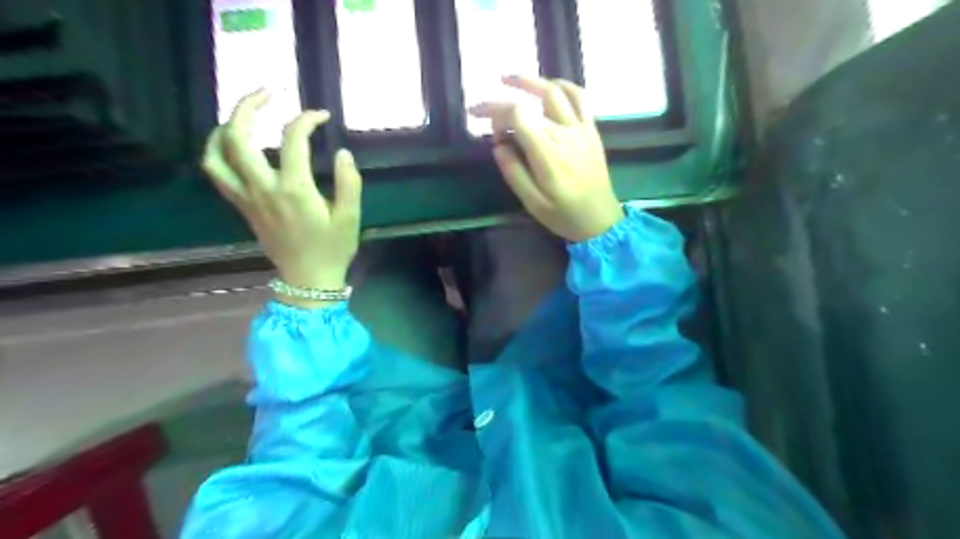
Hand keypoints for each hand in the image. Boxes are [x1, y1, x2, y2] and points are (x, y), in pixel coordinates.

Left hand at [203, 89, 363, 306]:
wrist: (308, 280)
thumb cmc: (332, 249)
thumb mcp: (350, 218)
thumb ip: (349, 183)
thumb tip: (342, 152)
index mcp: (294, 189)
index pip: (293, 139)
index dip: (307, 119)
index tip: (322, 115)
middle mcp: (263, 188)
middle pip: (238, 136)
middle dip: (248, 106)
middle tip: (268, 93)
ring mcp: (247, 197)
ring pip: (216, 153)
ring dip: (225, 126)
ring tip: (244, 115)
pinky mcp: (242, 206)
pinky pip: (216, 172)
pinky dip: (218, 151)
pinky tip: (233, 145)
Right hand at [473, 76, 621, 240]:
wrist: (600, 220)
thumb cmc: (564, 215)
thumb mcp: (532, 202)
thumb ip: (513, 172)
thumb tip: (498, 145)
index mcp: (548, 154)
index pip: (518, 115)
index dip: (494, 110)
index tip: (478, 117)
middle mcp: (565, 134)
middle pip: (531, 104)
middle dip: (503, 104)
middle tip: (483, 110)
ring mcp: (581, 129)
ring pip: (556, 92)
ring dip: (531, 81)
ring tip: (509, 78)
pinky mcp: (591, 130)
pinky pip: (580, 98)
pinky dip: (563, 86)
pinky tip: (549, 85)